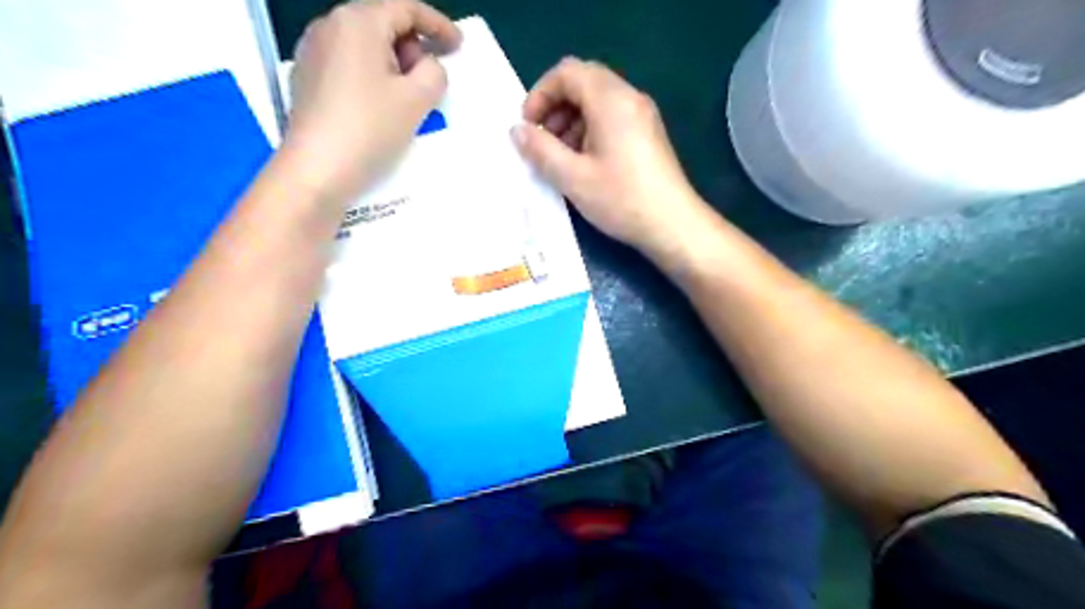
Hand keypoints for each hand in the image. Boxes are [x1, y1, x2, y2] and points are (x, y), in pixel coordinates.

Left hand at [277, 1, 461, 203]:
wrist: (317, 169)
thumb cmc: (370, 128)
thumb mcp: (417, 99)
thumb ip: (435, 72)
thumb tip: (426, 66)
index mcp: (358, 21)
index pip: (406, 8)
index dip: (438, 25)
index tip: (458, 46)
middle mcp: (329, 26)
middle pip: (383, 23)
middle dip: (413, 47)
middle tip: (430, 81)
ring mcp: (312, 51)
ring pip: (365, 45)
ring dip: (393, 64)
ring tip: (407, 99)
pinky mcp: (306, 77)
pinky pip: (348, 63)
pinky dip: (372, 76)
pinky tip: (380, 106)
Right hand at [513, 57, 707, 255]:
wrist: (673, 225)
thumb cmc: (621, 199)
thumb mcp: (572, 177)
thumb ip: (540, 150)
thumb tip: (517, 131)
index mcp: (611, 99)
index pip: (567, 72)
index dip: (540, 94)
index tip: (527, 127)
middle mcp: (629, 98)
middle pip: (583, 82)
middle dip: (555, 108)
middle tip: (541, 142)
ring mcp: (642, 115)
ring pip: (597, 101)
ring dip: (571, 121)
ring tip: (559, 157)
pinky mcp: (648, 134)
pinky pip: (612, 118)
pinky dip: (589, 131)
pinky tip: (583, 163)